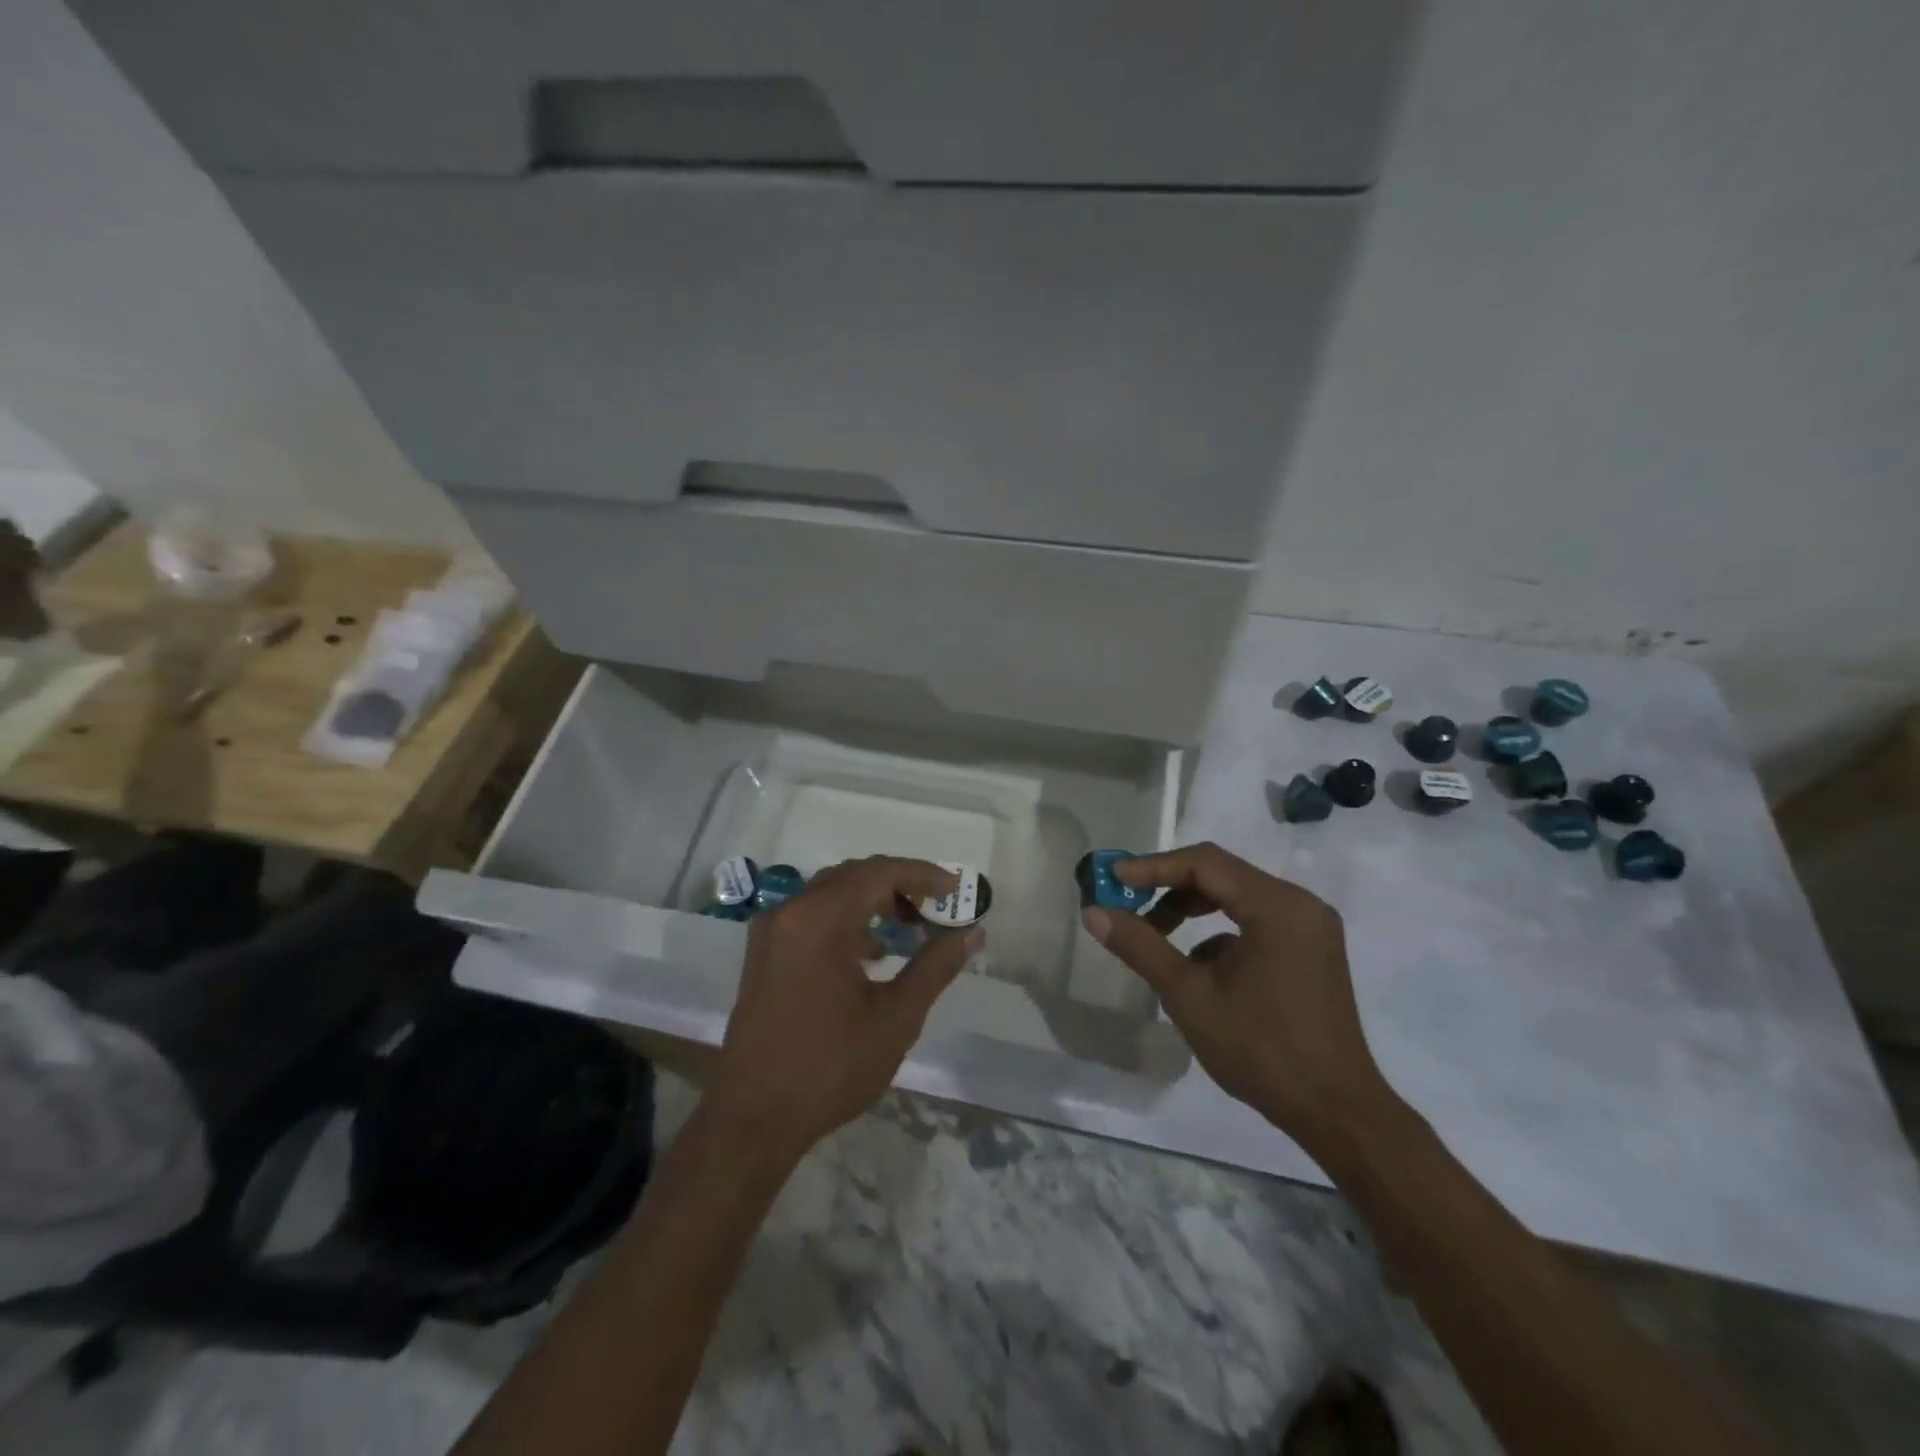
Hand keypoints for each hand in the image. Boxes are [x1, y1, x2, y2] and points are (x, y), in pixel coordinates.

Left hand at [711, 857, 981, 1166]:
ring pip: (831, 894)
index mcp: (819, 919)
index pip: (879, 872)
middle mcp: (790, 912)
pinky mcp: (764, 953)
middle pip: (853, 876)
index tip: (956, 889)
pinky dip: (846, 920)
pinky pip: (811, 917)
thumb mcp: (896, 1017)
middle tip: (936, 908)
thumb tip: (972, 932)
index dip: (922, 875)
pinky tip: (871, 954)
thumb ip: (936, 966)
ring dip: (873, 901)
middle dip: (899, 885)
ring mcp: (771, 931)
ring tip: (910, 928)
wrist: (753, 1118)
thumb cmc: (830, 1067)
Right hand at [1082, 842, 1392, 1152]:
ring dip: (1192, 911)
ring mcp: (1310, 927)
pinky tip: (1198, 971)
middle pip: (1222, 875)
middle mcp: (1300, 904)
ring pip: (1237, 898)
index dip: (1153, 867)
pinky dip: (1219, 934)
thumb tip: (1093, 913)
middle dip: (1170, 889)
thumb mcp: (1189, 996)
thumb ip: (1140, 946)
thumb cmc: (1261, 1050)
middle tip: (1128, 906)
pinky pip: (1255, 923)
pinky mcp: (1310, 950)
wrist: (1335, 1111)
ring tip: (1154, 937)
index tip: (1112, 879)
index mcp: (1277, 906)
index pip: (1205, 863)